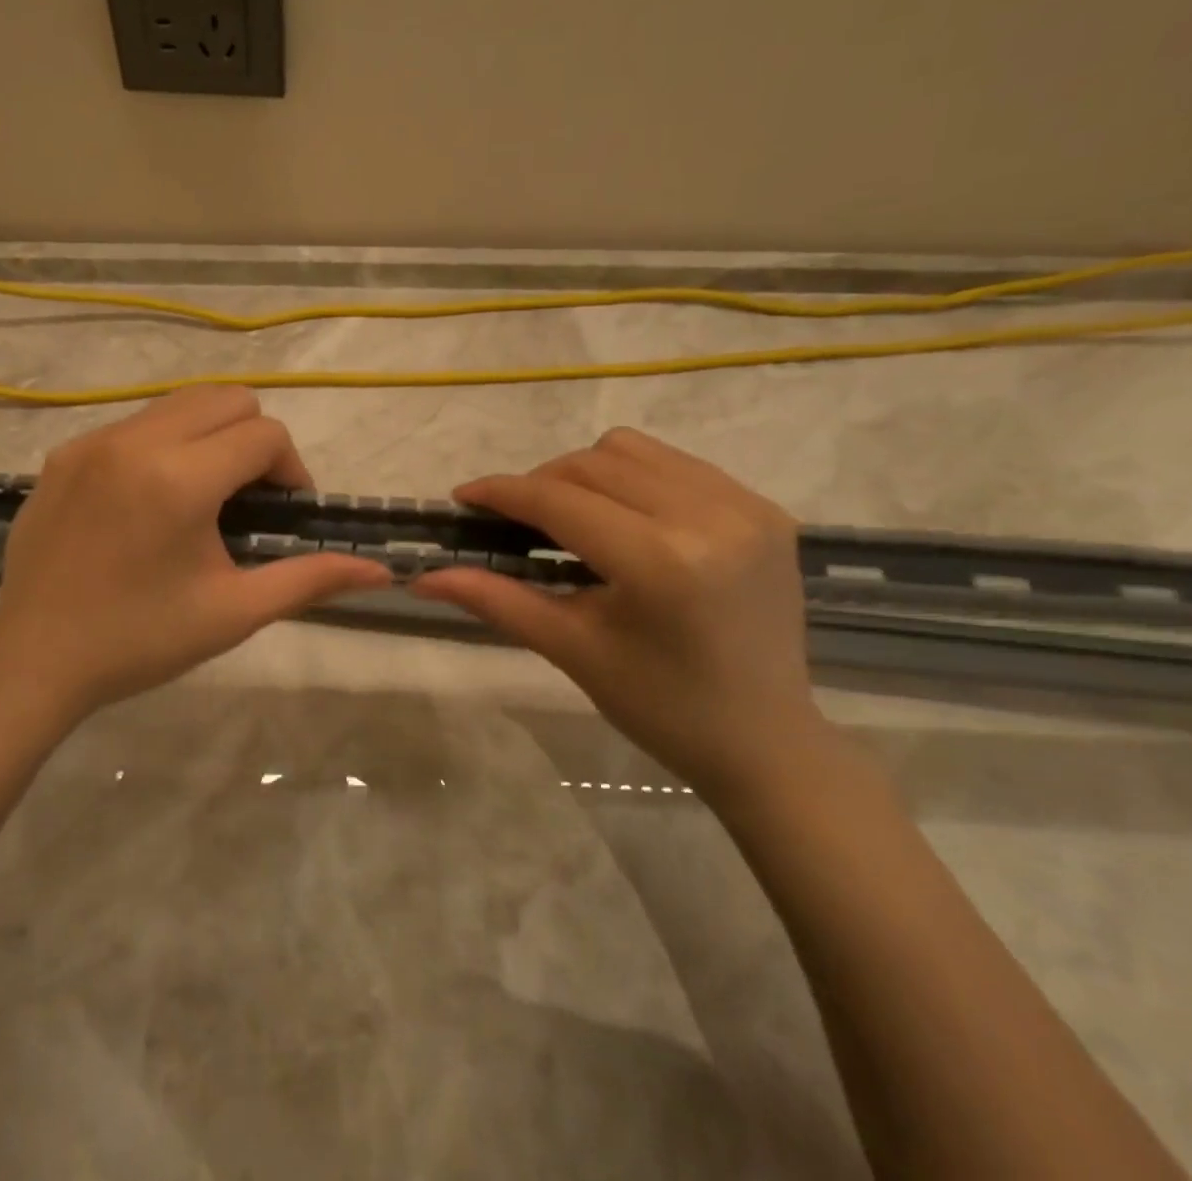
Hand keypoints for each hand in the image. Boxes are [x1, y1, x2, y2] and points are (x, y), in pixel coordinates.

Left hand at [0, 387, 390, 721]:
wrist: (35, 661)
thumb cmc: (140, 641)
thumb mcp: (233, 612)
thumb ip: (309, 579)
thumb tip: (381, 572)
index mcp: (178, 478)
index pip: (264, 434)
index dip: (291, 471)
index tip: (284, 515)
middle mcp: (134, 441)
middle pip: (227, 398)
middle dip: (254, 440)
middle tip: (247, 500)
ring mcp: (92, 442)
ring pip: (179, 403)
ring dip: (209, 436)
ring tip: (202, 497)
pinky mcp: (63, 453)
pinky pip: (134, 424)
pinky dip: (162, 445)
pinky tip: (149, 502)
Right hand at [411, 428, 829, 800]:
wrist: (767, 741)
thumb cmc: (661, 708)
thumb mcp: (571, 649)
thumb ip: (496, 600)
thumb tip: (423, 577)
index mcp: (661, 563)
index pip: (560, 502)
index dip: (502, 492)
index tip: (463, 497)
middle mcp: (709, 518)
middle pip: (592, 464)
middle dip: (539, 484)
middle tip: (515, 522)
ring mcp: (745, 506)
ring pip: (631, 450)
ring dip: (584, 473)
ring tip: (571, 518)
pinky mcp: (765, 508)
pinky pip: (674, 463)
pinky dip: (632, 478)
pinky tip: (624, 519)